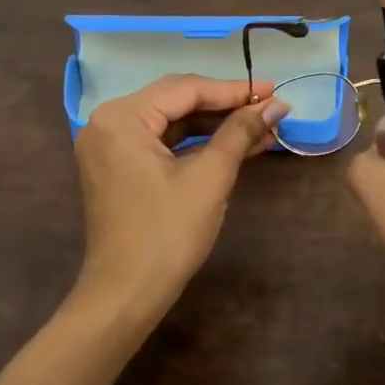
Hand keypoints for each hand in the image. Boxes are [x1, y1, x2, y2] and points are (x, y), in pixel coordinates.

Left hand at [73, 75, 287, 320]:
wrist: (126, 295)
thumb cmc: (167, 233)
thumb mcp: (210, 177)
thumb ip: (240, 132)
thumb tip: (277, 105)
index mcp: (121, 117)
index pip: (186, 89)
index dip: (234, 90)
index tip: (273, 91)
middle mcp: (108, 121)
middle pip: (176, 100)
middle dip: (225, 105)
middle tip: (269, 106)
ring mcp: (109, 145)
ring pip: (172, 122)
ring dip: (215, 126)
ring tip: (261, 128)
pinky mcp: (118, 166)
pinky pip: (161, 142)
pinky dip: (196, 144)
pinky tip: (234, 145)